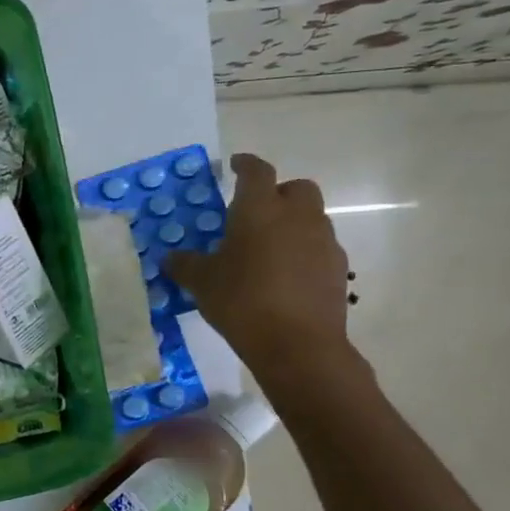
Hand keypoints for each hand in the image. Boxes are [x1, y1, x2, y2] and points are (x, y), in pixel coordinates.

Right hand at [165, 152, 351, 380]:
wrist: (297, 345)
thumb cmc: (242, 301)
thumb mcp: (201, 282)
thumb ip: (185, 264)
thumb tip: (171, 258)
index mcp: (260, 209)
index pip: (256, 172)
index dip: (244, 165)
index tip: (234, 165)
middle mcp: (297, 216)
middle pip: (296, 188)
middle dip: (278, 193)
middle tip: (255, 212)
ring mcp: (323, 242)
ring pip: (311, 218)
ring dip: (292, 224)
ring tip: (267, 249)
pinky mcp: (338, 269)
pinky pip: (319, 248)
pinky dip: (303, 252)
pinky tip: (285, 276)